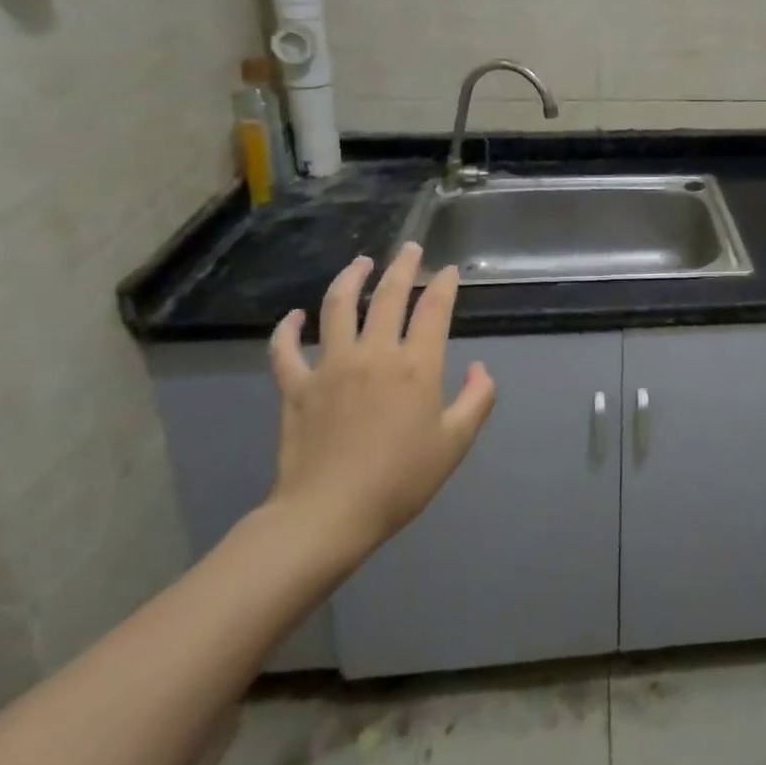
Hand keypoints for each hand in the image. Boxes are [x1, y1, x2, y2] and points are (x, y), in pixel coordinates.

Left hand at [264, 244, 495, 578]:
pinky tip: (292, 317)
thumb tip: (479, 369)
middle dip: (402, 267)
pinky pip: (286, 350)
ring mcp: (330, 367)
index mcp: (415, 366)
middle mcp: (374, 354)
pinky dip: (286, 330)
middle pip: (388, 296)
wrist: (328, 516)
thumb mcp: (455, 444)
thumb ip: (477, 400)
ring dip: (350, 279)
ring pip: (337, 307)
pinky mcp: (296, 387)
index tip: (448, 271)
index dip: (443, 285)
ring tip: (360, 262)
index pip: (433, 309)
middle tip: (409, 248)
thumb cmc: (399, 481)